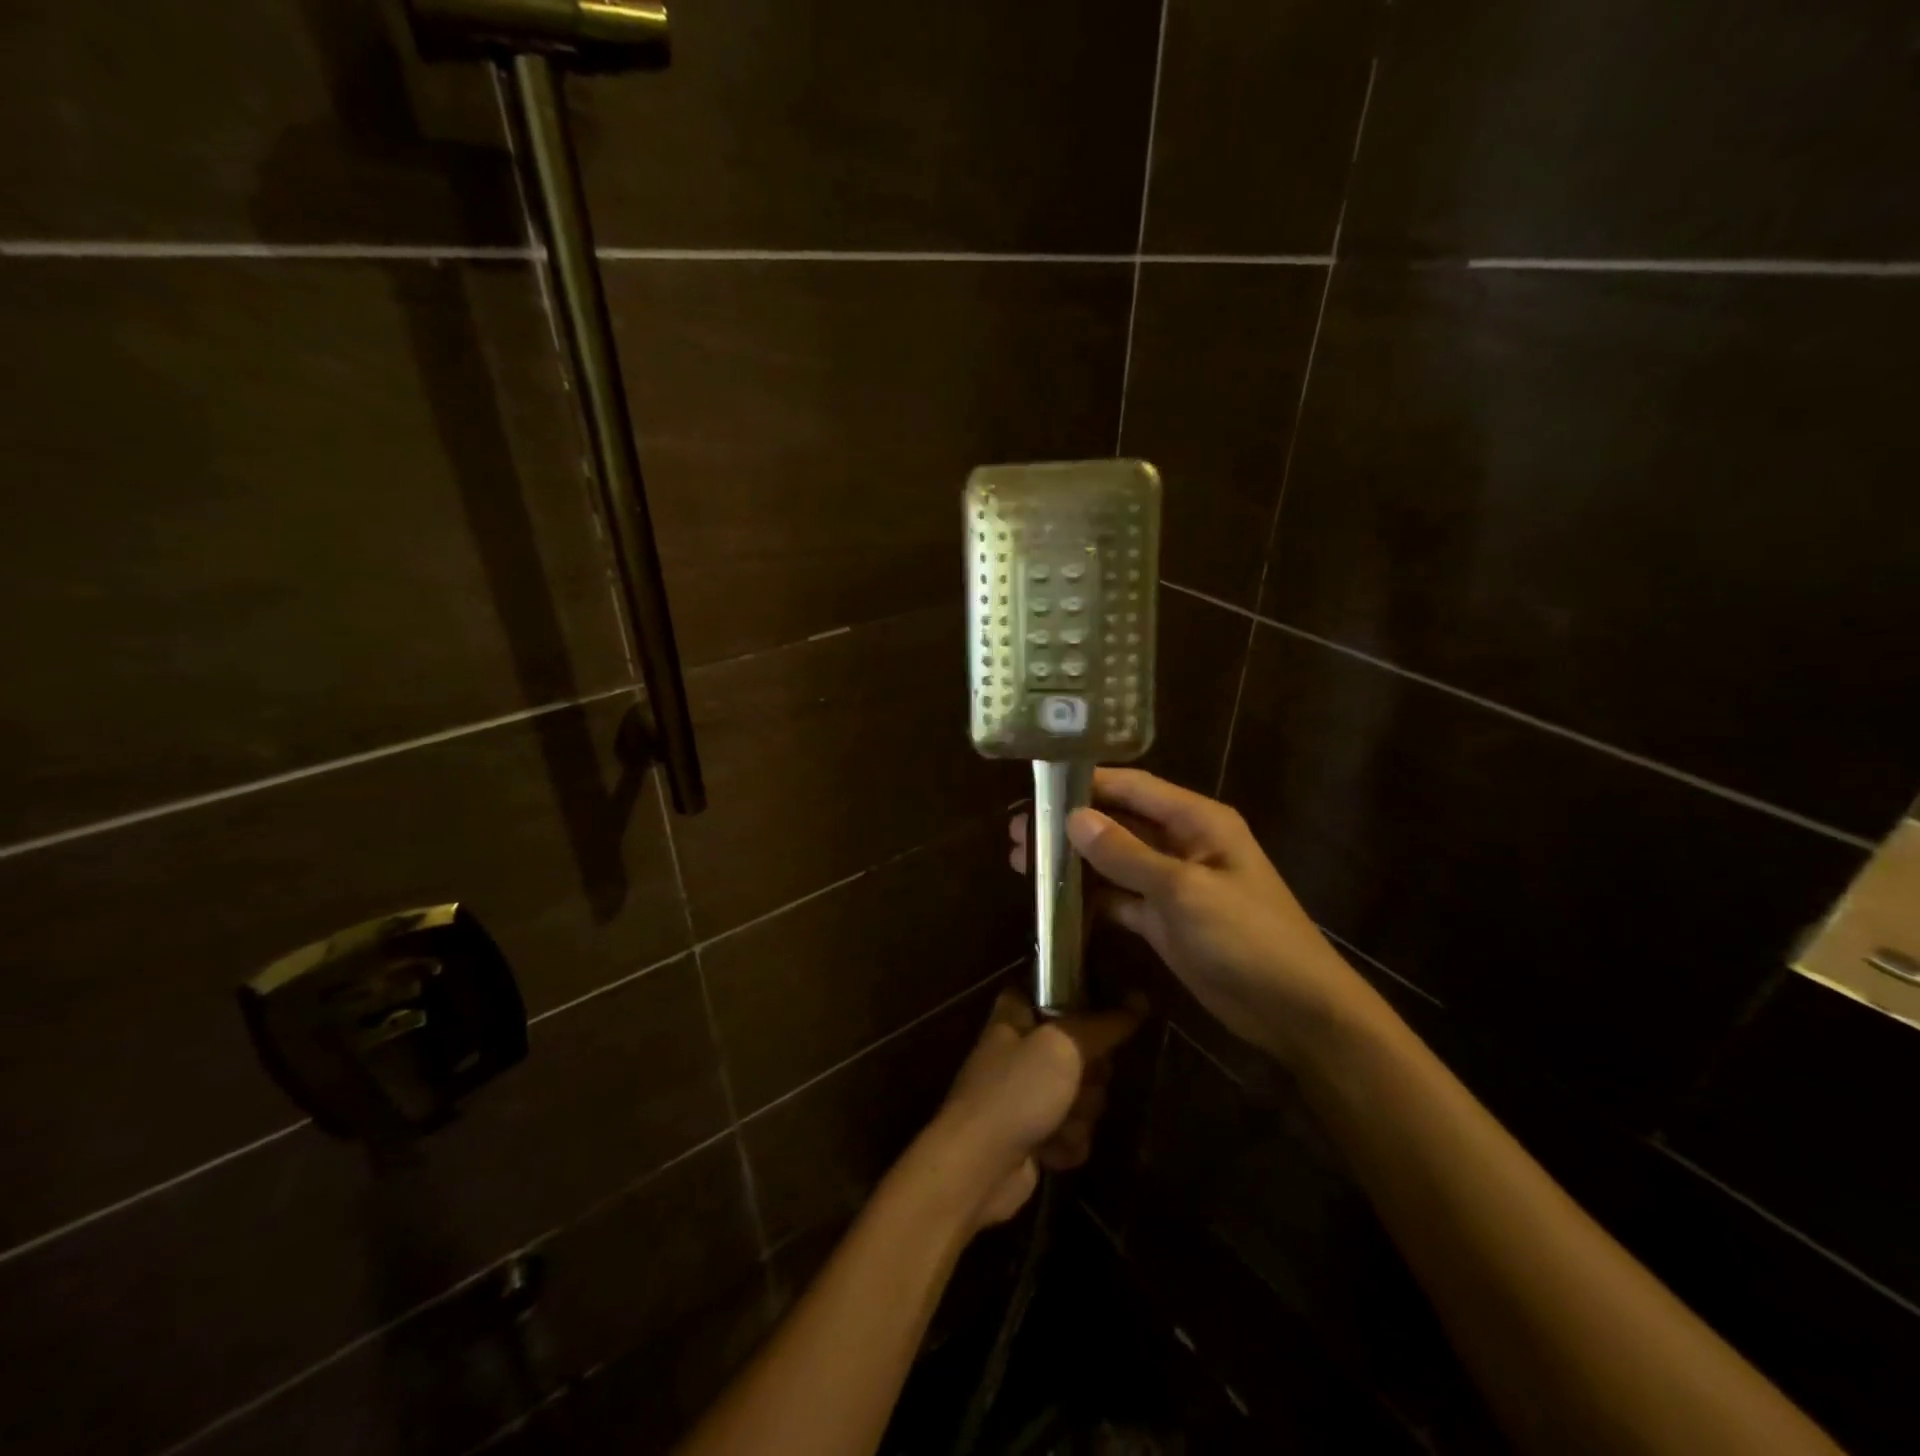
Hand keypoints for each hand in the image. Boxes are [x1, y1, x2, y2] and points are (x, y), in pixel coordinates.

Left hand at [912, 990, 1140, 1229]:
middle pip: (1082, 1053)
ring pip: (1083, 1096)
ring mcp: (1026, 1095)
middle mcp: (1021, 1050)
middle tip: (1077, 1083)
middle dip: (1089, 1077)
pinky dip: (1067, 1143)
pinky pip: (1074, 1132)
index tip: (1096, 1024)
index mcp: (1016, 1015)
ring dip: (1079, 1115)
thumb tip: (1141, 999)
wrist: (978, 1167)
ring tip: (1056, 1123)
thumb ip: (1104, 1025)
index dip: (1081, 1011)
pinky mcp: (1034, 1135)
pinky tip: (1050, 1150)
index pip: (1056, 995)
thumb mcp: (1064, 1047)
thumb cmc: (1016, 1092)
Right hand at [1010, 768, 1366, 1066]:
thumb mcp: (1184, 891)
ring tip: (1022, 860)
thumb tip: (1074, 818)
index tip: (1038, 786)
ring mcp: (1171, 884)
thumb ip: (1127, 854)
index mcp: (1197, 821)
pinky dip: (1089, 897)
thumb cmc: (1247, 937)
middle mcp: (1182, 843)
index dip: (1087, 783)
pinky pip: (1118, 898)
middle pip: (1117, 823)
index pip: (1133, 787)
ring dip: (1073, 861)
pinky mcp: (1163, 920)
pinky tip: (1052, 899)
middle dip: (1069, 825)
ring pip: (1113, 861)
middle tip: (1018, 831)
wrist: (1294, 1011)